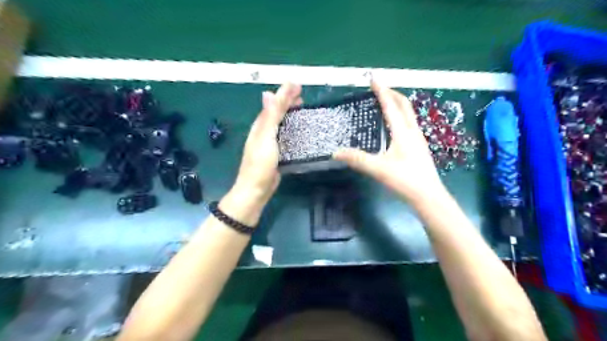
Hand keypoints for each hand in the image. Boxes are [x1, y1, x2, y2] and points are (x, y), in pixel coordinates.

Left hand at [231, 83, 301, 207]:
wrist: (256, 190)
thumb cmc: (260, 164)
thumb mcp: (265, 138)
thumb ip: (269, 117)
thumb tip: (268, 93)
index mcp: (260, 126)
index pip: (273, 105)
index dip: (284, 94)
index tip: (297, 84)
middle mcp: (264, 132)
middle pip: (276, 112)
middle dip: (287, 101)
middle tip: (302, 94)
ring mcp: (270, 143)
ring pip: (281, 123)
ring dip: (290, 114)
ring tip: (301, 107)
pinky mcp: (277, 153)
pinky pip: (285, 136)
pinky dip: (292, 128)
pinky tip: (299, 130)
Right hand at [334, 81, 446, 208]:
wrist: (429, 196)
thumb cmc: (405, 180)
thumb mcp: (378, 169)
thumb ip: (357, 159)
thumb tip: (336, 152)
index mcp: (403, 132)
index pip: (391, 106)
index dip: (381, 91)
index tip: (373, 78)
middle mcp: (413, 131)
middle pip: (404, 105)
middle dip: (392, 93)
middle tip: (379, 88)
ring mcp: (418, 139)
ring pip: (408, 114)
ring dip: (397, 104)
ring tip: (385, 102)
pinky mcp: (419, 147)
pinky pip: (409, 124)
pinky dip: (400, 116)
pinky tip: (394, 126)